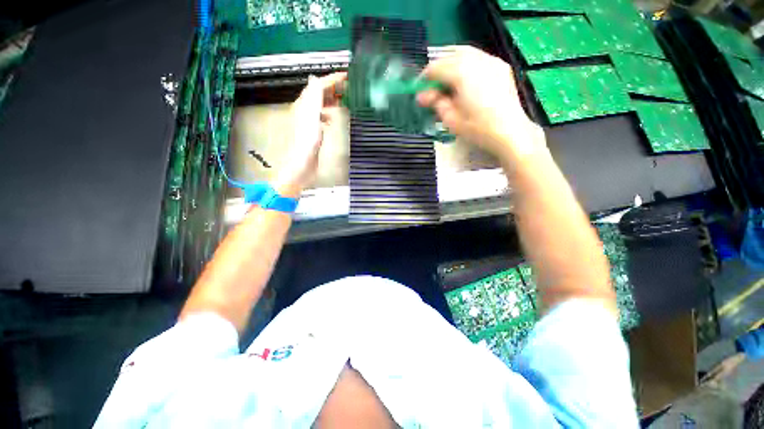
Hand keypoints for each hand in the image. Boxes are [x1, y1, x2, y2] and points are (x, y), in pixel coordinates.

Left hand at [274, 72, 346, 197]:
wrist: (303, 164)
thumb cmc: (307, 142)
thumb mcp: (311, 117)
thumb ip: (314, 98)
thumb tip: (316, 79)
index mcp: (304, 105)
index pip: (318, 85)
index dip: (331, 79)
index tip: (346, 77)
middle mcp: (305, 110)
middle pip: (318, 94)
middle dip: (332, 88)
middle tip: (348, 88)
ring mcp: (309, 122)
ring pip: (320, 105)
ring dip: (331, 100)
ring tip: (343, 101)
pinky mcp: (313, 133)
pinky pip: (321, 118)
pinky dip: (328, 114)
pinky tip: (333, 120)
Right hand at [417, 46, 544, 165]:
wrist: (510, 132)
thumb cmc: (478, 129)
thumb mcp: (451, 119)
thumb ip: (436, 103)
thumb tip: (421, 96)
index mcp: (462, 73)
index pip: (436, 67)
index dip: (425, 78)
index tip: (420, 90)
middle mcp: (477, 60)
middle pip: (450, 55)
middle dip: (438, 68)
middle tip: (432, 86)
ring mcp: (491, 61)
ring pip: (465, 53)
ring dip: (451, 63)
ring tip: (447, 81)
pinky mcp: (500, 67)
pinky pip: (478, 58)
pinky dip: (466, 64)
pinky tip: (464, 79)